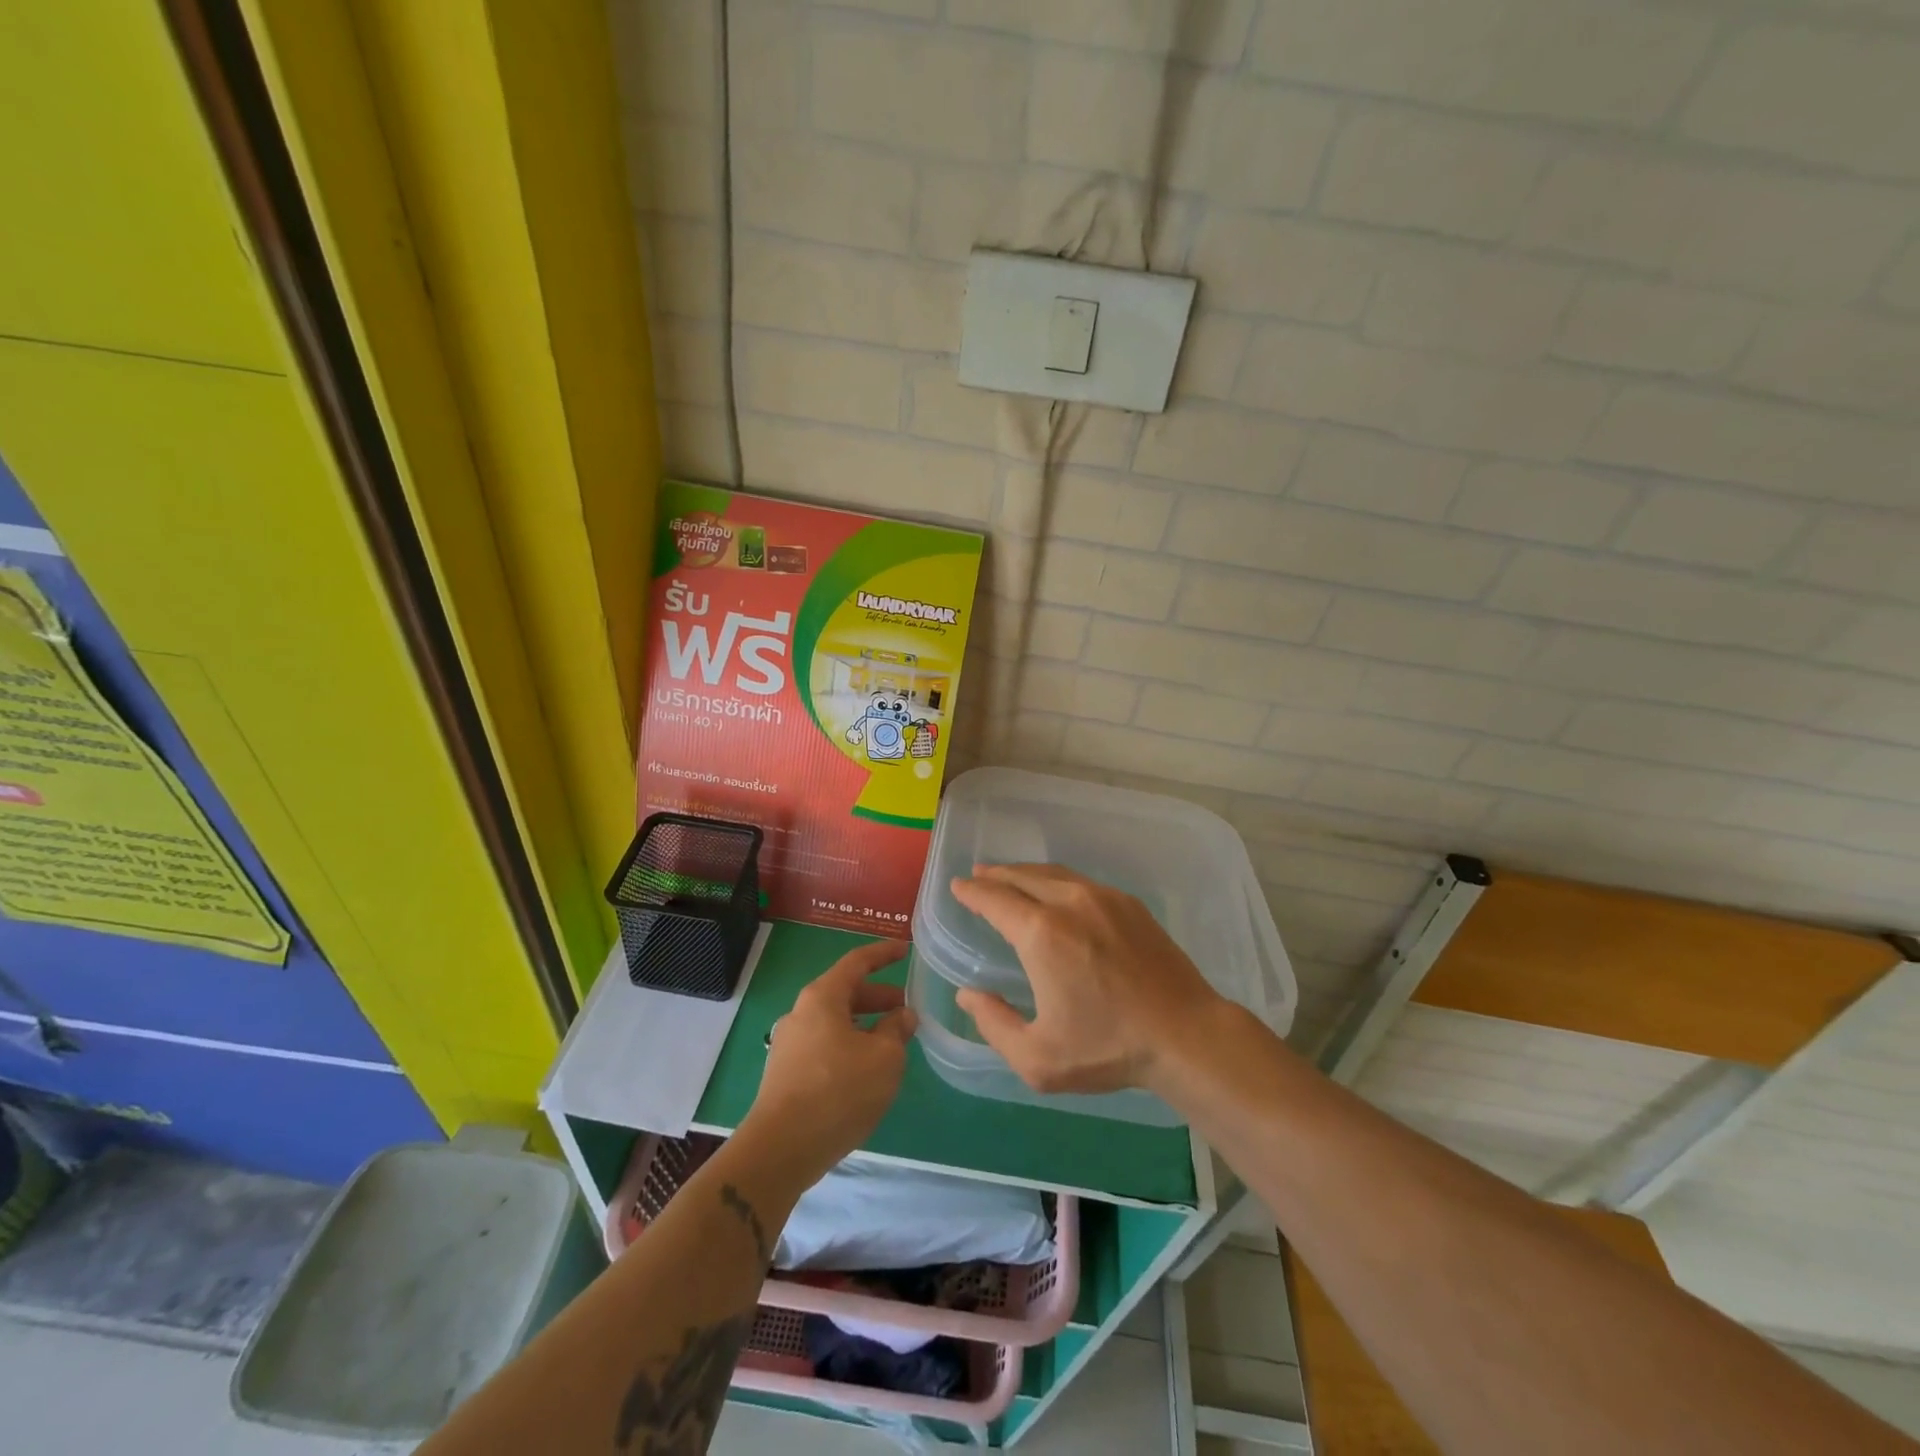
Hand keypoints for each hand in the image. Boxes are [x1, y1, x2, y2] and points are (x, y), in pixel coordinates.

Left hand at [740, 940, 915, 1184]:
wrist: (780, 1150)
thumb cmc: (838, 1091)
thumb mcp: (884, 1058)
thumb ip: (896, 1030)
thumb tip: (902, 1016)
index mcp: (822, 997)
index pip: (857, 962)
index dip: (883, 954)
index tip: (905, 949)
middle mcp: (801, 1013)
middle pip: (845, 992)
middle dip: (877, 997)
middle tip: (906, 1009)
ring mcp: (789, 1044)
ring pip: (834, 1022)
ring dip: (864, 1025)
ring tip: (891, 1043)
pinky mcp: (785, 1073)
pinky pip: (824, 1046)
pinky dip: (849, 1046)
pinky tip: (865, 1071)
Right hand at [949, 864, 1226, 1096]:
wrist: (1185, 1034)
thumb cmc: (1108, 1048)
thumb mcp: (1038, 1058)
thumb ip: (994, 1024)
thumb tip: (967, 995)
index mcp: (1041, 934)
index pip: (995, 899)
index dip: (972, 891)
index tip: (958, 886)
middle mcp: (1069, 903)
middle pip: (1022, 876)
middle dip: (995, 874)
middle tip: (978, 874)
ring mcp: (1103, 898)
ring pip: (1053, 873)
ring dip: (1025, 873)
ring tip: (1010, 877)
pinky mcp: (1129, 904)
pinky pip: (1081, 881)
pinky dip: (1057, 879)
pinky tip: (1057, 891)